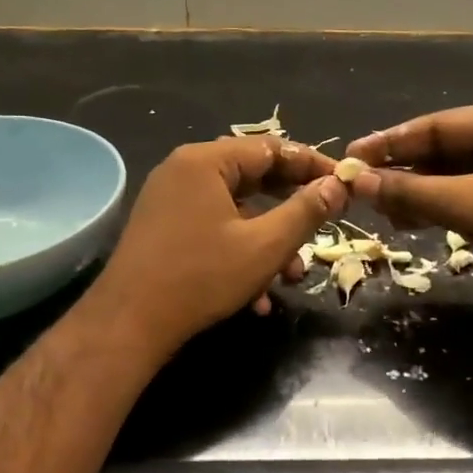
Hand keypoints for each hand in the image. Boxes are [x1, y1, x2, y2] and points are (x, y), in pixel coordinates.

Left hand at [90, 137, 346, 353]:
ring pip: (236, 210)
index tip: (344, 184)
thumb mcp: (265, 245)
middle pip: (253, 178)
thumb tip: (338, 185)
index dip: (312, 166)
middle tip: (325, 225)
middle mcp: (184, 170)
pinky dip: (239, 252)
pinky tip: (257, 296)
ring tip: (292, 277)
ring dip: (268, 241)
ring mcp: (170, 200)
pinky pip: (213, 228)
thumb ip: (306, 211)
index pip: (272, 148)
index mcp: (206, 161)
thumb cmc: (201, 277)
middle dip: (291, 210)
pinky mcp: (163, 228)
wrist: (128, 324)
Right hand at [343, 102, 472, 316]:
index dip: (390, 142)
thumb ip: (412, 190)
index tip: (351, 156)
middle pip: (443, 149)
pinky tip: (408, 220)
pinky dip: (438, 206)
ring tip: (379, 209)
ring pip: (452, 174)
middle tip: (360, 187)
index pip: (437, 125)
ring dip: (417, 192)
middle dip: (402, 170)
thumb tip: (359, 182)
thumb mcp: (471, 206)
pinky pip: (466, 194)